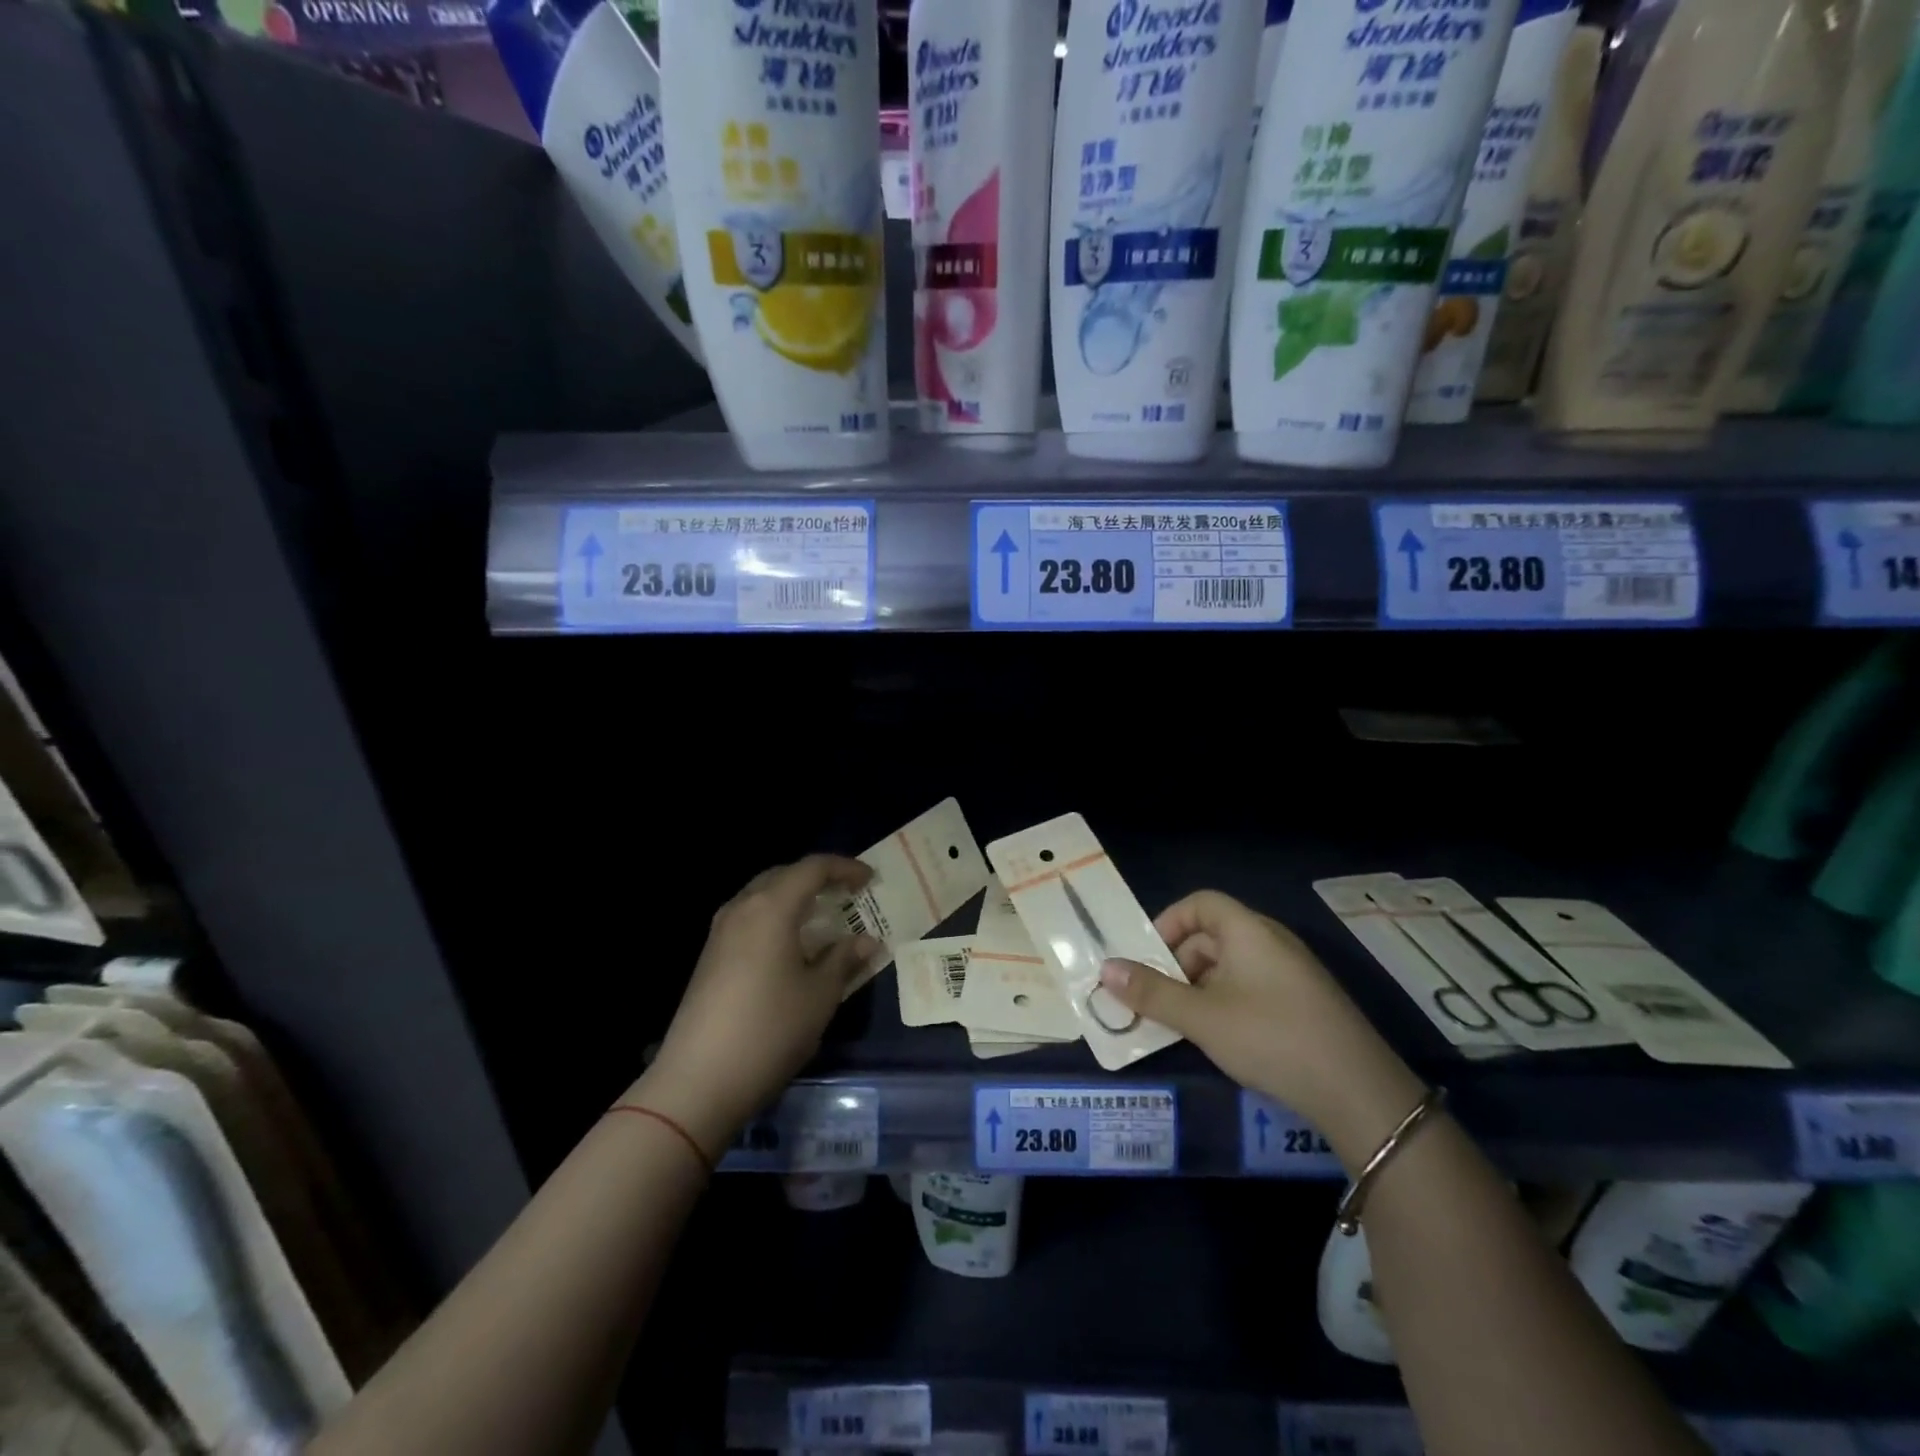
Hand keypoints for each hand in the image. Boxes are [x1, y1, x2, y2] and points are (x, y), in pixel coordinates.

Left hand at [635, 855, 878, 1158]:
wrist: (697, 1081)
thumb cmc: (769, 1030)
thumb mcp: (820, 996)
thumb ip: (844, 960)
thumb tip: (866, 941)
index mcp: (771, 907)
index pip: (812, 868)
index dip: (845, 868)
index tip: (869, 880)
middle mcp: (742, 908)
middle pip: (783, 875)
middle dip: (817, 878)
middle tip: (847, 895)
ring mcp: (720, 932)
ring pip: (762, 896)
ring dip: (794, 899)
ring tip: (822, 919)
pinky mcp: (710, 957)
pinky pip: (749, 919)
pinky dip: (776, 919)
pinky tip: (791, 947)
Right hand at [1096, 890, 1426, 1161]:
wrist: (1359, 1091)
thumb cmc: (1271, 1037)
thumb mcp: (1202, 1017)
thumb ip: (1152, 993)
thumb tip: (1105, 970)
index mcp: (1248, 930)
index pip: (1200, 903)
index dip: (1168, 922)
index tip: (1148, 957)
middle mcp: (1271, 942)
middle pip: (1212, 935)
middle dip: (1178, 963)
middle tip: (1158, 999)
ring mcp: (1292, 973)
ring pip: (1231, 965)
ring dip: (1199, 987)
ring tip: (1184, 1024)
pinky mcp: (1304, 1003)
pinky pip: (1252, 987)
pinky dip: (1226, 1003)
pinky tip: (1221, 1039)